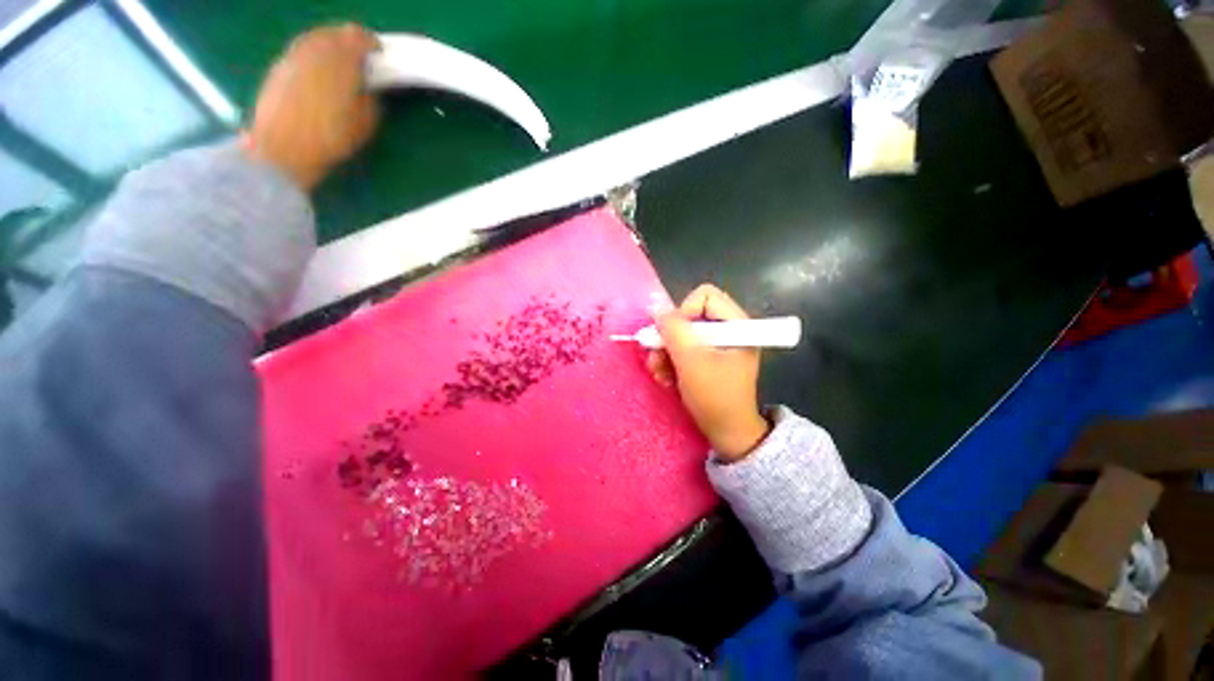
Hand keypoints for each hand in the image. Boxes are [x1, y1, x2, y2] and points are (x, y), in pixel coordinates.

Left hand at [246, 24, 379, 189]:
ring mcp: (293, 57)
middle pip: (333, 34)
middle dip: (348, 41)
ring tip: (338, 60)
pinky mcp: (278, 68)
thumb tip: (369, 90)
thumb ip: (370, 101)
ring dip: (329, 45)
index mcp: (340, 62)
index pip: (357, 39)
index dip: (370, 44)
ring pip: (314, 39)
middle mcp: (315, 51)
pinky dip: (312, 54)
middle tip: (360, 55)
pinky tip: (318, 69)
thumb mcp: (364, 125)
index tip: (379, 54)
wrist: (283, 149)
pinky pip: (300, 51)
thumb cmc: (329, 140)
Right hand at [647, 284, 769, 461]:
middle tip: (658, 359)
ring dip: (666, 353)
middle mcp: (729, 330)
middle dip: (670, 338)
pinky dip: (671, 361)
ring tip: (660, 374)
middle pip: (690, 316)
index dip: (683, 312)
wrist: (727, 433)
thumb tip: (655, 305)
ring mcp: (718, 345)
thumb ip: (673, 330)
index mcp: (737, 324)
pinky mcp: (708, 358)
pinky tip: (667, 378)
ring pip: (682, 334)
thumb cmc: (715, 397)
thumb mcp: (691, 361)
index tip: (673, 338)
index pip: (704, 296)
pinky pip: (683, 348)